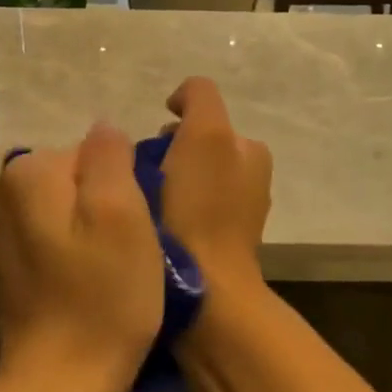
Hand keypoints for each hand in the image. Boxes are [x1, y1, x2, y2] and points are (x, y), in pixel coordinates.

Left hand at [0, 124, 163, 391]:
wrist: (60, 386)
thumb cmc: (103, 296)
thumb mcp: (122, 212)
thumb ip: (110, 156)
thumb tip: (105, 130)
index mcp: (30, 173)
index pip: (96, 151)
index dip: (126, 184)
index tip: (139, 225)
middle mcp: (5, 193)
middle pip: (80, 177)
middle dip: (109, 203)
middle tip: (132, 248)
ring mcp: (2, 232)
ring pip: (70, 207)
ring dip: (96, 229)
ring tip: (116, 267)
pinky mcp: (9, 266)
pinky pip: (56, 236)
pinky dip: (77, 250)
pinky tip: (92, 283)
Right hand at [161, 78, 272, 292]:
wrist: (205, 293)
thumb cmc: (202, 208)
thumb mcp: (206, 134)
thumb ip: (199, 98)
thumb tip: (180, 102)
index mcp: (252, 151)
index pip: (203, 117)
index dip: (173, 125)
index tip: (150, 148)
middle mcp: (248, 179)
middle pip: (191, 149)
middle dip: (164, 155)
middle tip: (140, 177)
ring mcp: (231, 216)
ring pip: (183, 181)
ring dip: (160, 184)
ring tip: (140, 203)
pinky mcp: (211, 248)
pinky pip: (181, 214)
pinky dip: (164, 213)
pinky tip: (150, 227)